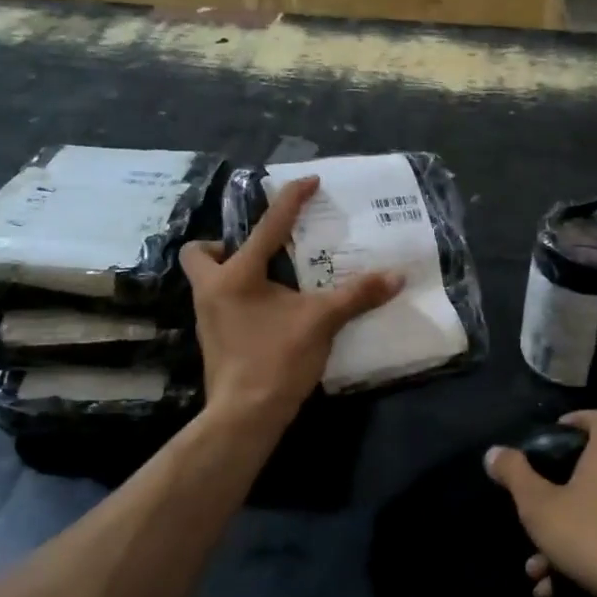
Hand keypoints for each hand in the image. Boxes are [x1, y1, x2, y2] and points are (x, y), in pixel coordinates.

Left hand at [181, 176, 400, 428]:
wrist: (245, 415)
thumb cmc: (277, 359)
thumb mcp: (322, 322)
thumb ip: (357, 295)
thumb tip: (396, 276)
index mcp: (237, 275)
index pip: (267, 226)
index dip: (290, 200)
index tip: (309, 181)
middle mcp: (213, 290)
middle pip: (200, 253)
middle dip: (224, 244)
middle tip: (262, 253)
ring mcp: (207, 317)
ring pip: (208, 280)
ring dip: (234, 272)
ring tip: (274, 280)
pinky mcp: (213, 339)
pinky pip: (221, 304)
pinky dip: (241, 298)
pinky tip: (270, 311)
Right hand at [484, 410, 596, 596]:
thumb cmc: (589, 536)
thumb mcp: (538, 505)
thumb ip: (515, 475)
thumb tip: (494, 452)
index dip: (580, 418)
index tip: (558, 430)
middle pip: (594, 473)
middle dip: (559, 496)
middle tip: (536, 513)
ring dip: (564, 537)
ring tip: (538, 567)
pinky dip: (583, 560)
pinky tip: (557, 587)